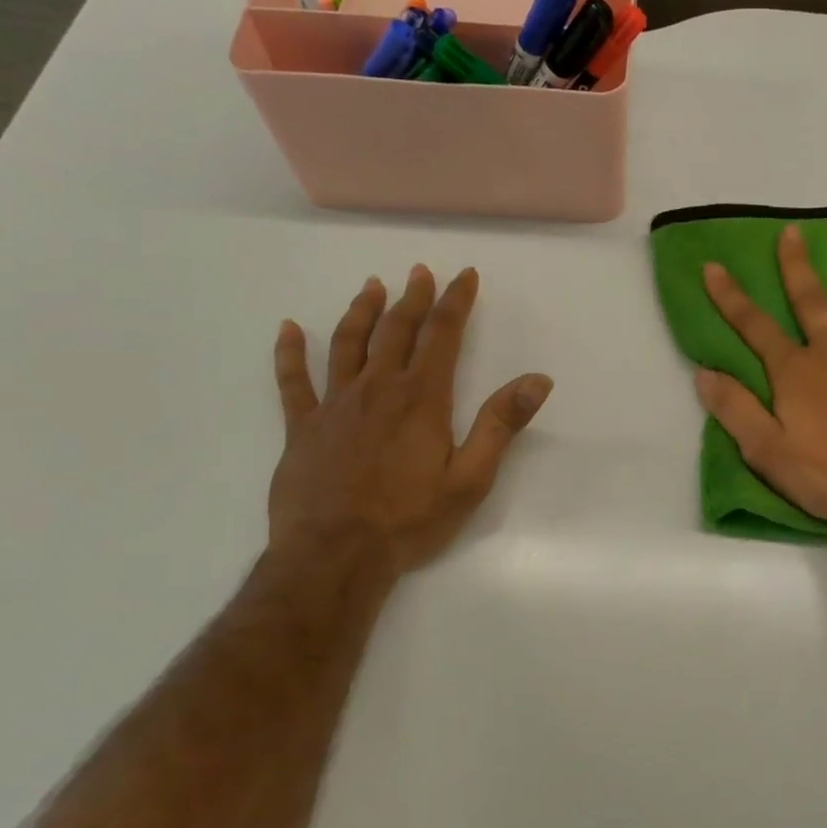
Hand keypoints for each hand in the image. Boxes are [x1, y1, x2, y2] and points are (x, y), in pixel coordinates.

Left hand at [269, 265, 551, 575]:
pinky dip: (289, 352)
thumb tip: (538, 379)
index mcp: (421, 398)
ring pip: (347, 344)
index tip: (464, 276)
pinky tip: (288, 329)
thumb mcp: (470, 478)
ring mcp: (334, 405)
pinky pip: (293, 381)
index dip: (455, 301)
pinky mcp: (302, 427)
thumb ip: (501, 425)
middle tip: (419, 272)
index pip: (442, 335)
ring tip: (371, 287)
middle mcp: (377, 388)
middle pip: (396, 330)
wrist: (335, 555)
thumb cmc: (410, 520)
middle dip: (412, 297)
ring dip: (361, 312)